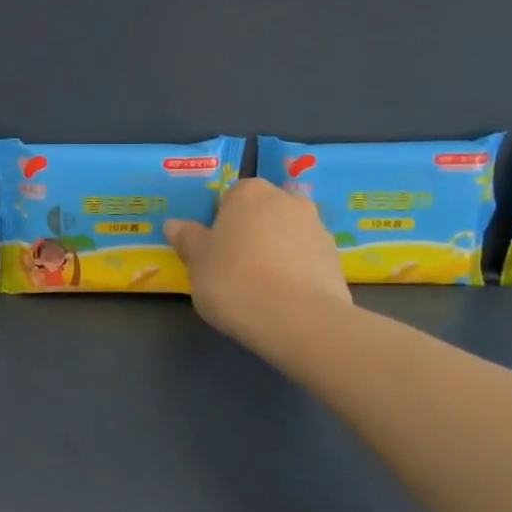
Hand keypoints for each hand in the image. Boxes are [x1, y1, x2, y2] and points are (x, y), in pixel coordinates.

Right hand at [165, 178, 351, 341]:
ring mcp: (317, 228)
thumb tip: (174, 225)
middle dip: (251, 234)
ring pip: (287, 236)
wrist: (296, 318)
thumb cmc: (233, 279)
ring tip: (261, 289)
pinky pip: (306, 260)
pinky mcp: (336, 259)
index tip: (213, 250)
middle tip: (234, 268)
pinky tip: (283, 299)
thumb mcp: (196, 261)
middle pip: (262, 213)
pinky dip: (296, 272)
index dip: (220, 223)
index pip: (231, 198)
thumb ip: (187, 239)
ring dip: (276, 252)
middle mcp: (288, 200)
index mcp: (250, 192)